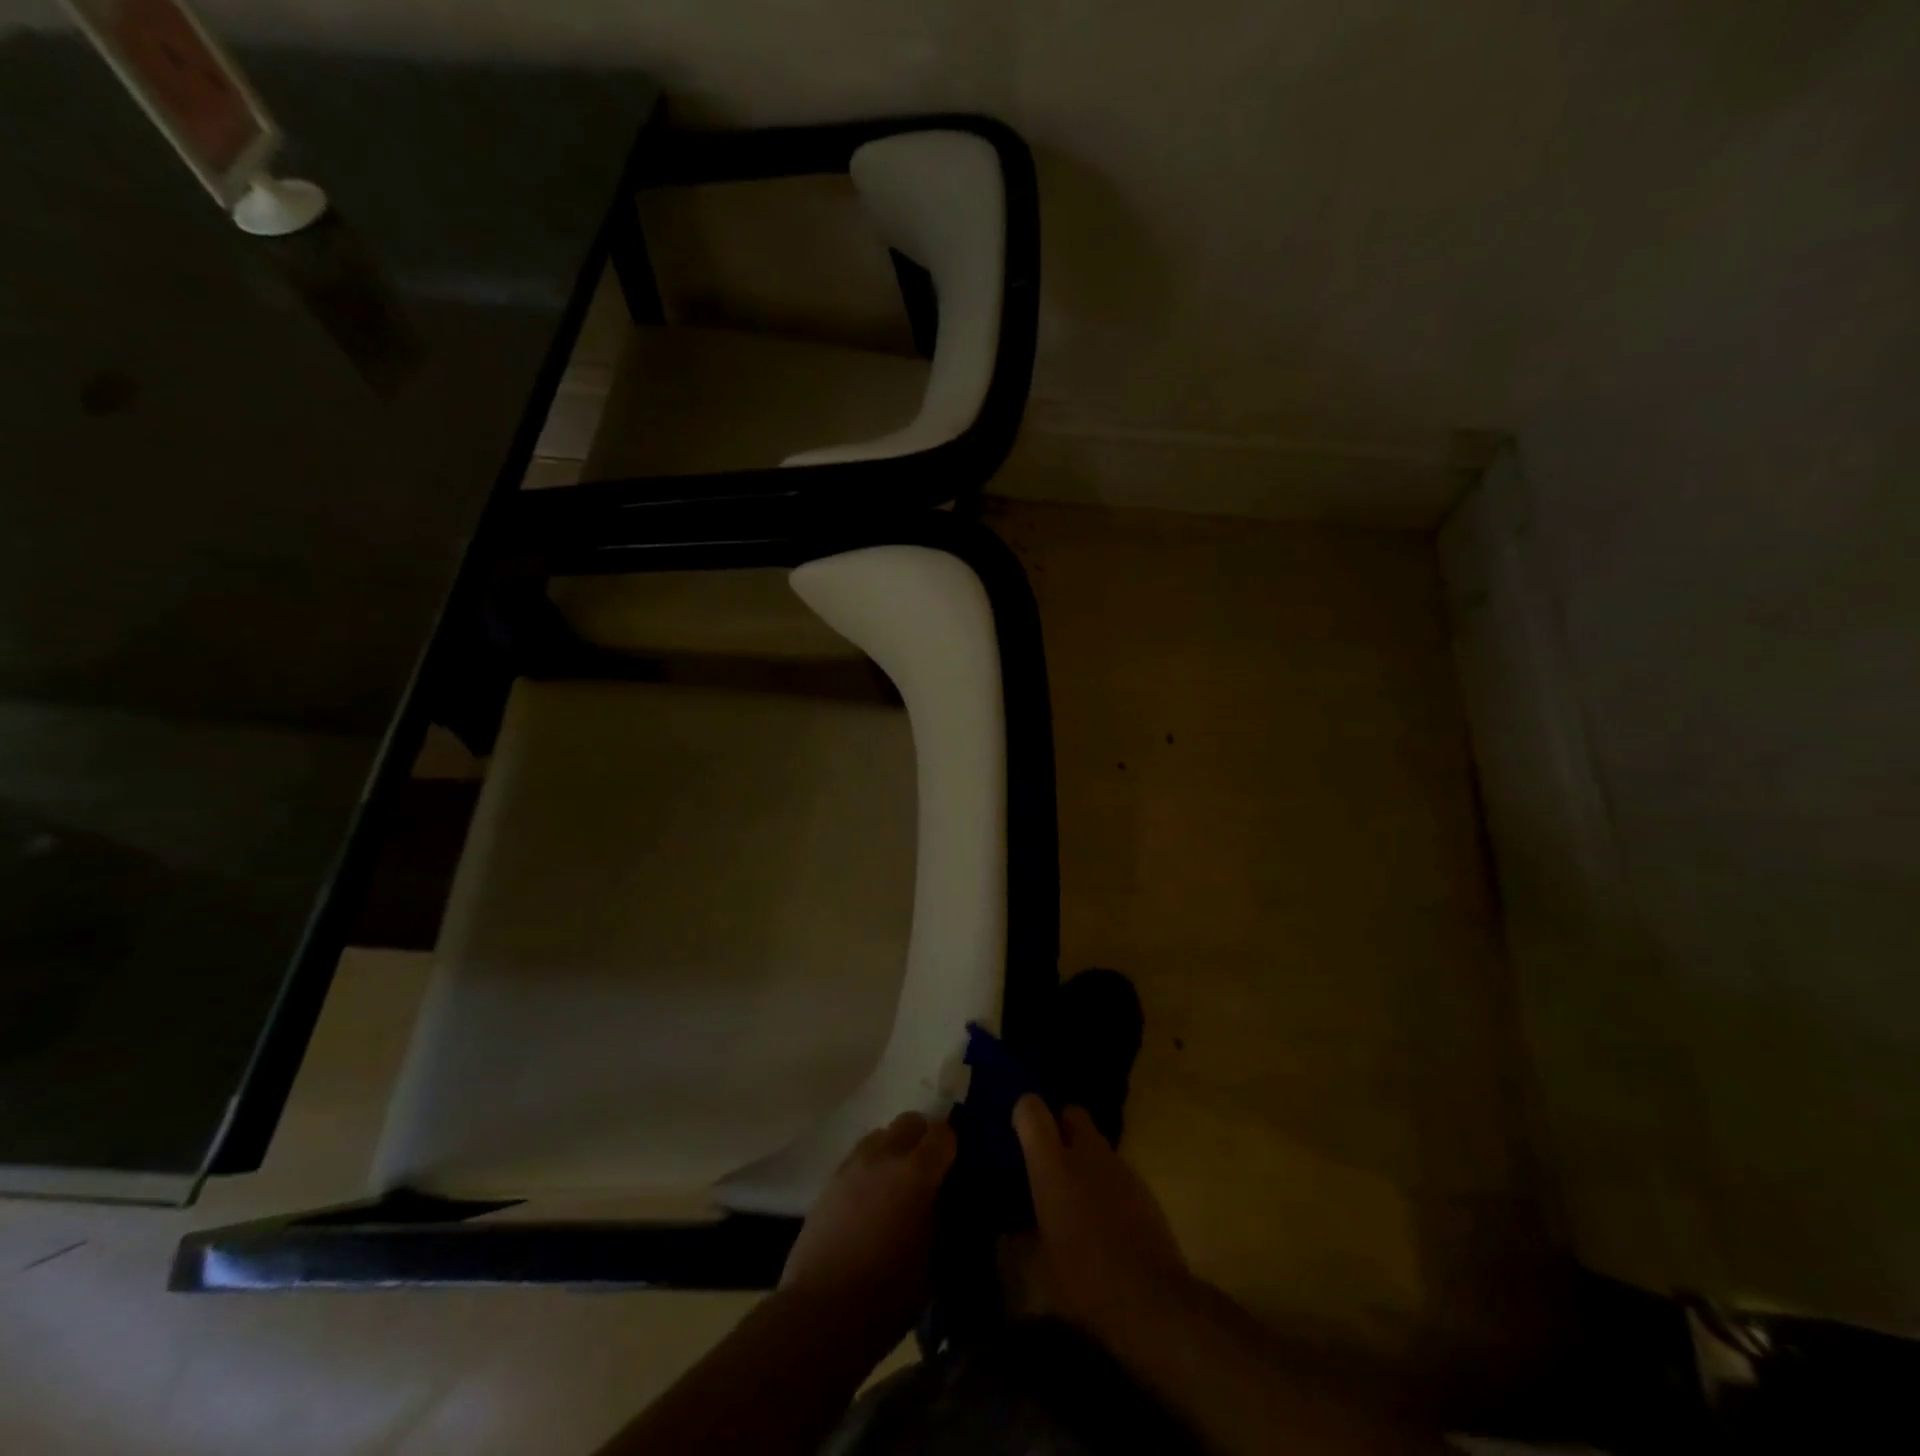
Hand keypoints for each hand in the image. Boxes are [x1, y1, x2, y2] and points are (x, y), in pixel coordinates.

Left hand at [780, 1111, 956, 1334]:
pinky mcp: (830, 1180)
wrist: (821, 1313)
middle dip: (923, 1139)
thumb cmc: (887, 1294)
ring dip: (894, 1149)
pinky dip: (872, 1167)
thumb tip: (944, 1199)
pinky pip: (859, 1157)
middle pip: (910, 1122)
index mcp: (916, 1172)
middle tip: (929, 1171)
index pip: (943, 1134)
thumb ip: (942, 1217)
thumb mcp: (933, 1260)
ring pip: (882, 1135)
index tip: (955, 1168)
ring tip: (897, 1185)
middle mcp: (884, 1155)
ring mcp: (853, 1164)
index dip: (952, 1147)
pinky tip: (871, 1200)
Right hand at [1013, 1095, 1191, 1350]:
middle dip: (1062, 1127)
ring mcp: (1119, 1166)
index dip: (1024, 1114)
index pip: (1032, 1110)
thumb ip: (1025, 1234)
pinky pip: (1116, 1170)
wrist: (1151, 1299)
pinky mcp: (1143, 1185)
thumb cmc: (1084, 1280)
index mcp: (1052, 1165)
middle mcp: (1086, 1153)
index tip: (1020, 1134)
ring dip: (1086, 1159)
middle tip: (1052, 1161)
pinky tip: (1106, 1218)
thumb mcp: (1041, 1264)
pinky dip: (1107, 1182)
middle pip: (1073, 1113)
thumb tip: (1014, 1226)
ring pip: (1097, 1142)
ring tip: (1079, 1197)